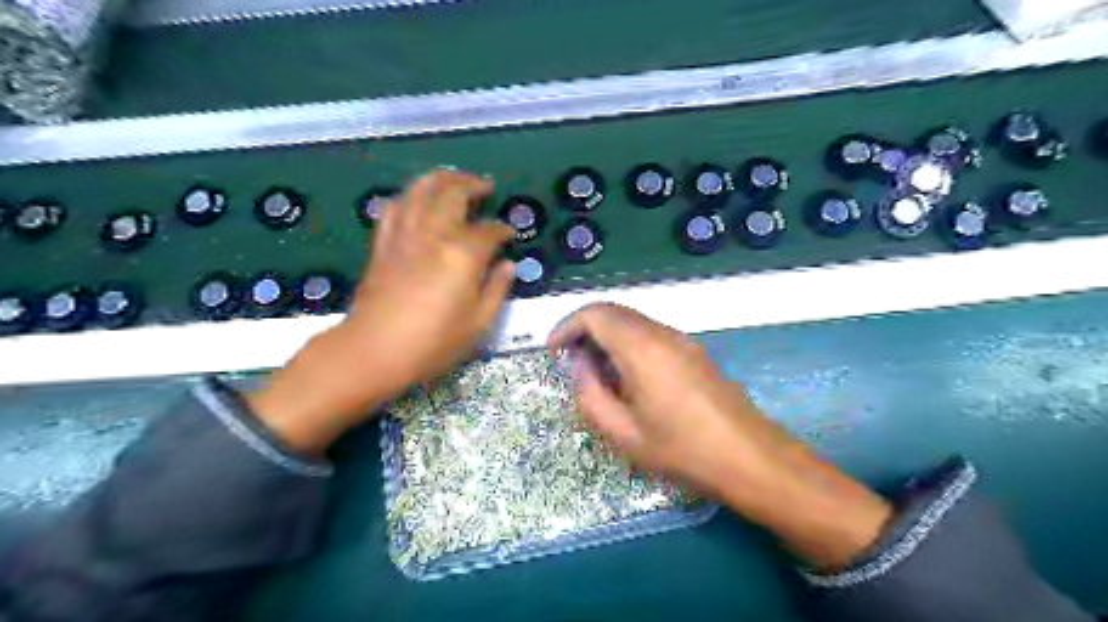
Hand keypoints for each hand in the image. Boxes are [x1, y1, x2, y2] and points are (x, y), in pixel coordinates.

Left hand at [247, 171, 516, 456]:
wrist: (375, 350)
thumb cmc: (433, 343)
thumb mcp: (478, 323)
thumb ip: (496, 289)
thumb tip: (507, 266)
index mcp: (462, 255)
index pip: (489, 231)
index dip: (502, 230)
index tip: (509, 234)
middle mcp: (433, 234)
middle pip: (453, 194)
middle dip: (472, 185)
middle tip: (485, 187)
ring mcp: (404, 235)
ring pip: (421, 190)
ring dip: (441, 179)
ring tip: (454, 180)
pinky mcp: (383, 243)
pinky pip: (394, 207)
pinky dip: (408, 197)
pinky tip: (416, 200)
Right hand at [550, 303, 887, 569]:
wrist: (751, 458)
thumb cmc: (683, 450)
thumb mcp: (624, 433)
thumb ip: (590, 394)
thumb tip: (581, 366)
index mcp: (642, 348)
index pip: (595, 314)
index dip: (567, 325)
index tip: (553, 350)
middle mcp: (662, 333)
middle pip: (614, 311)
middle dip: (584, 328)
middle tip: (568, 359)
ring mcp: (683, 340)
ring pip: (633, 321)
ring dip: (607, 335)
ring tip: (594, 370)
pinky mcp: (694, 351)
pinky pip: (651, 333)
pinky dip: (628, 342)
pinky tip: (626, 375)